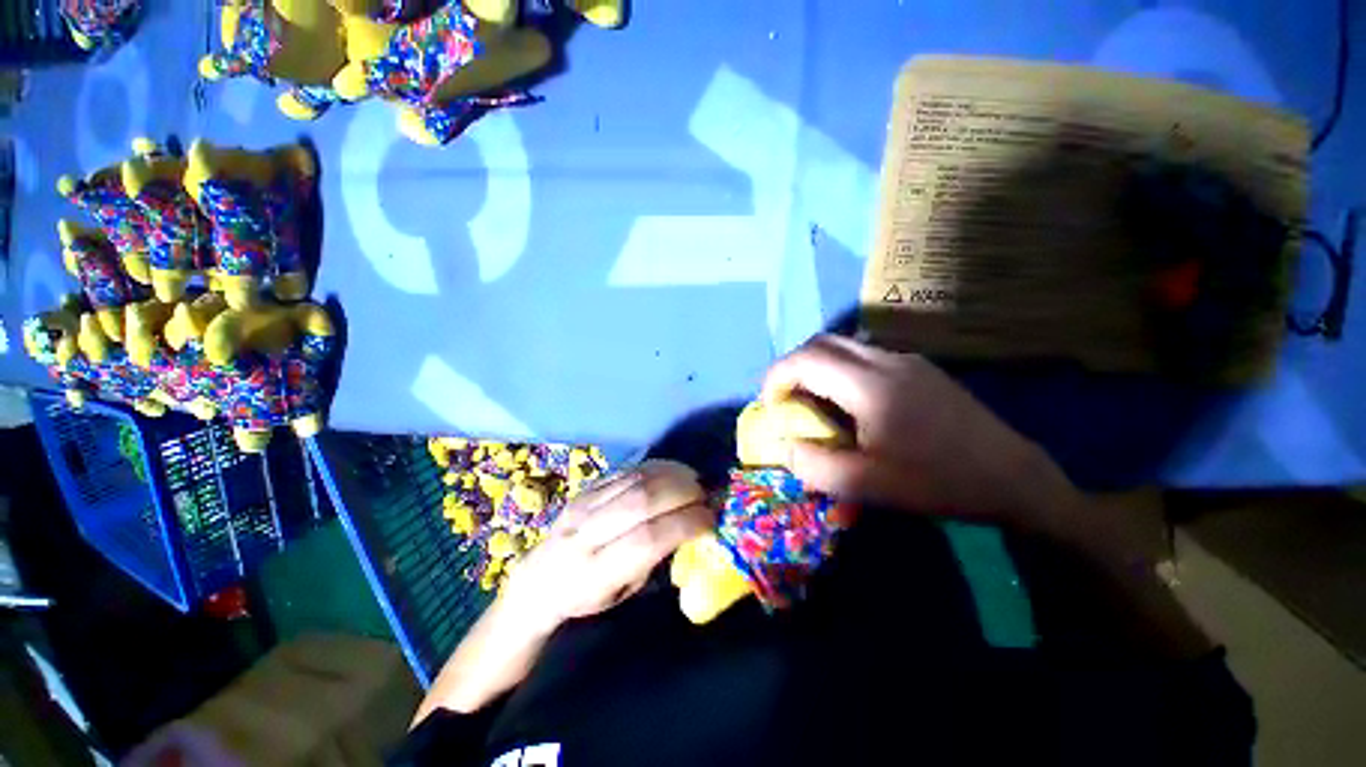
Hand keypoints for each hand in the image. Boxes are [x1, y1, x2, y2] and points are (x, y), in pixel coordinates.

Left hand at [415, 460, 710, 721]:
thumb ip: (652, 562)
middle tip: (707, 495)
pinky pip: (626, 470)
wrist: (535, 584)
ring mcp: (583, 505)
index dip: (685, 524)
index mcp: (594, 573)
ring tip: (695, 480)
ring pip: (635, 479)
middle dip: (683, 492)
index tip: (711, 520)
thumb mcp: (619, 598)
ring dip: (672, 475)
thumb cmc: (583, 602)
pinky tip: (672, 471)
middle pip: (643, 500)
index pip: (647, 539)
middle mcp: (586, 533)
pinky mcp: (585, 489)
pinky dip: (655, 467)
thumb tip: (689, 531)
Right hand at [762, 334, 1078, 534]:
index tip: (770, 404)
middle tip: (786, 400)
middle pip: (821, 343)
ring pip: (843, 345)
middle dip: (792, 367)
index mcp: (870, 385)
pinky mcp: (919, 367)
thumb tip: (784, 445)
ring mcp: (906, 359)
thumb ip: (814, 466)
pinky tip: (849, 402)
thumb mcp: (867, 485)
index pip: (805, 359)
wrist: (1013, 478)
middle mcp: (886, 360)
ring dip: (816, 366)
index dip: (776, 376)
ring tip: (813, 401)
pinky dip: (839, 369)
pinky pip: (864, 356)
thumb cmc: (938, 482)